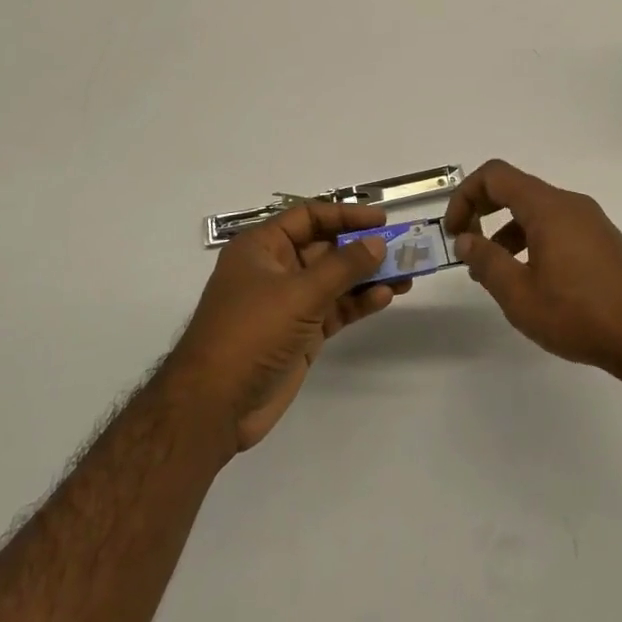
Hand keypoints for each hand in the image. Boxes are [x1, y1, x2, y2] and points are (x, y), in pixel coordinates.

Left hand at [163, 201, 404, 452]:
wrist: (215, 405)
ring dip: (367, 276)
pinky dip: (358, 303)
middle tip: (403, 249)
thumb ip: (342, 267)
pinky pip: (335, 309)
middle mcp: (275, 269)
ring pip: (335, 280)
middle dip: (362, 248)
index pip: (309, 217)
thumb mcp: (299, 293)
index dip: (345, 215)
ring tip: (407, 274)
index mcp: (262, 247)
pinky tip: (385, 297)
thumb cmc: (250, 333)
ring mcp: (288, 303)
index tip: (382, 220)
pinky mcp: (300, 333)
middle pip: (326, 248)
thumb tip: (378, 243)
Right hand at [444, 160, 621, 378]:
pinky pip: (557, 226)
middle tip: (467, 246)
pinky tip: (531, 278)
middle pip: (516, 189)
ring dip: (507, 231)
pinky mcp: (603, 241)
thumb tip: (465, 240)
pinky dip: (533, 240)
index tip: (455, 233)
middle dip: (483, 211)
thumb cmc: (579, 313)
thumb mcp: (520, 294)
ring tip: (495, 272)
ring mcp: (590, 221)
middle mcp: (570, 203)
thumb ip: (486, 262)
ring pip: (537, 211)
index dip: (465, 196)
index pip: (495, 176)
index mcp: (547, 207)